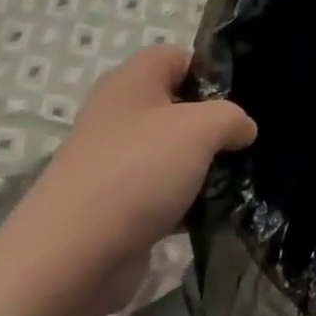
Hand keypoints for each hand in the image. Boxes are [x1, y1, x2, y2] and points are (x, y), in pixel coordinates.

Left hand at [0, 45, 255, 315]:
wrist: (72, 258)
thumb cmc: (137, 171)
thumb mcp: (200, 128)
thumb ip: (232, 117)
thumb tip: (243, 129)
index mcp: (132, 82)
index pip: (177, 57)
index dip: (211, 71)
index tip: (242, 98)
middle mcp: (120, 115)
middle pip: (179, 106)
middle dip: (214, 124)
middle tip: (244, 141)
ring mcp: (117, 162)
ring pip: (174, 152)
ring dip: (204, 166)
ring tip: (239, 178)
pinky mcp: (119, 206)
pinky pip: (164, 192)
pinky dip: (188, 201)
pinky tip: (216, 212)